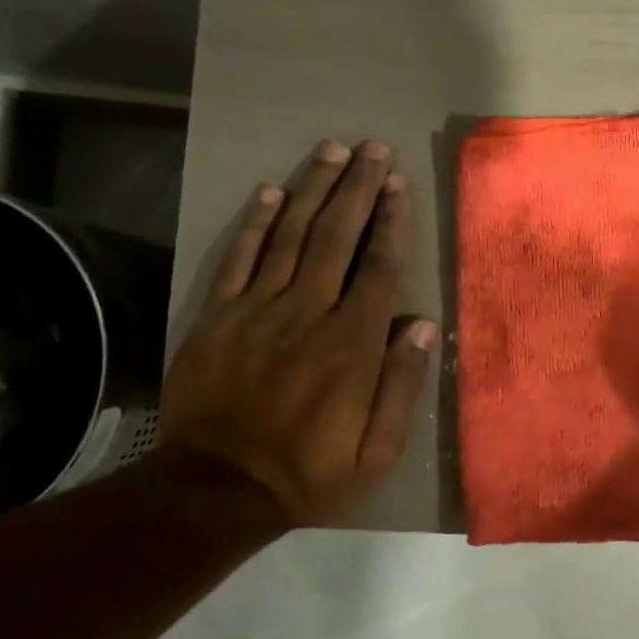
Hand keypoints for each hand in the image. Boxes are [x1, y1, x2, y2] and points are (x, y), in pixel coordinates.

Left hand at [160, 140, 436, 528]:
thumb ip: (402, 386)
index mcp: (351, 346)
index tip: (399, 183)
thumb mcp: (377, 451)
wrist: (215, 490)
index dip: (391, 222)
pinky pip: (239, 260)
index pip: (378, 269)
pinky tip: (272, 191)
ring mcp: (256, 312)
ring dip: (314, 190)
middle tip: (373, 149)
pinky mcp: (216, 318)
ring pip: (291, 236)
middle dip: (358, 189)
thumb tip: (423, 326)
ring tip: (332, 151)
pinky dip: (256, 223)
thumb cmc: (309, 472)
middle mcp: (307, 315)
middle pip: (336, 238)